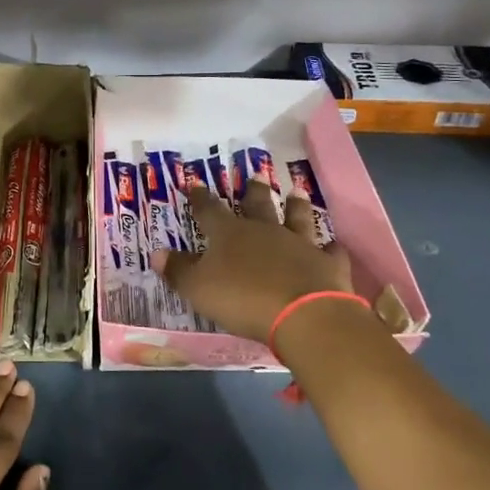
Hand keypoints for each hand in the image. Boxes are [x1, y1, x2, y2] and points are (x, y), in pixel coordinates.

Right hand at [152, 181, 353, 341]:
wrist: (303, 314)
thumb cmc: (242, 299)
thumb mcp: (198, 288)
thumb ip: (178, 271)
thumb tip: (156, 253)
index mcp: (229, 234)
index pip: (210, 210)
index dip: (201, 198)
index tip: (196, 184)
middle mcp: (265, 231)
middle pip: (258, 205)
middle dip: (253, 191)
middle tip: (255, 175)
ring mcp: (300, 244)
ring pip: (297, 218)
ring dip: (296, 206)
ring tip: (296, 193)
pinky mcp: (327, 264)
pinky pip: (330, 250)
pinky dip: (330, 247)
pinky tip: (333, 244)